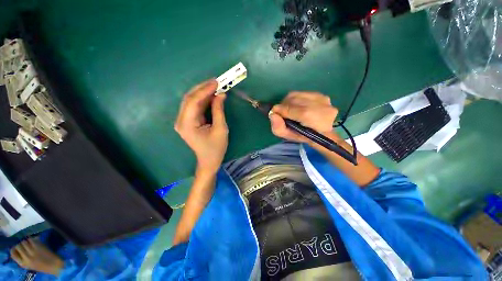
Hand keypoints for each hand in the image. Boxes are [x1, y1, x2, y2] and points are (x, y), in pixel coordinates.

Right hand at [10, 238, 63, 275]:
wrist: (53, 265)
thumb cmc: (41, 266)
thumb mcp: (28, 265)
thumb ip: (22, 258)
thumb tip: (15, 249)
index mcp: (23, 263)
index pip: (13, 254)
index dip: (14, 249)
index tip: (16, 248)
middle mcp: (26, 257)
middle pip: (18, 246)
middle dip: (20, 244)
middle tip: (24, 245)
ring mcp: (32, 251)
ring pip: (24, 242)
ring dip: (26, 241)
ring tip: (29, 243)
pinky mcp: (38, 246)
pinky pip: (31, 240)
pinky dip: (32, 239)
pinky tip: (34, 241)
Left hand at [175, 80, 227, 173]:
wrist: (209, 161)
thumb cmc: (216, 148)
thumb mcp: (221, 129)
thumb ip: (219, 111)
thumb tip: (221, 95)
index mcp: (187, 124)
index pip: (193, 101)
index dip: (205, 90)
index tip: (217, 82)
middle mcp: (181, 120)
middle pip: (189, 98)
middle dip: (203, 88)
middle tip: (216, 81)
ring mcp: (183, 120)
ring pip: (191, 100)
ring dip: (203, 92)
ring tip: (215, 86)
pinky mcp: (188, 121)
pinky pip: (194, 106)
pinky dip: (203, 99)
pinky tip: (211, 95)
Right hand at [269, 92, 338, 142]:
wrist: (324, 134)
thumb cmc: (305, 137)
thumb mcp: (289, 137)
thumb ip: (278, 128)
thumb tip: (272, 114)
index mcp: (313, 120)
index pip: (291, 109)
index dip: (280, 110)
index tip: (274, 112)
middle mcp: (320, 106)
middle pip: (293, 99)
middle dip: (284, 105)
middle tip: (281, 112)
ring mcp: (323, 100)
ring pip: (297, 95)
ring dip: (289, 101)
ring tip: (289, 109)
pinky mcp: (323, 96)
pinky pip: (303, 93)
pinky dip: (296, 98)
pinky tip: (297, 106)